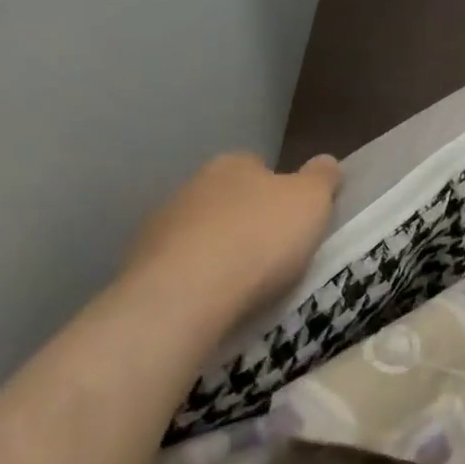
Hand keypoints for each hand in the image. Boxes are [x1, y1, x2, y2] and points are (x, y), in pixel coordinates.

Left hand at [121, 152, 340, 327]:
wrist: (183, 297)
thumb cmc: (259, 238)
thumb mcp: (312, 201)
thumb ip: (322, 177)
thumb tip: (325, 161)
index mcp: (234, 164)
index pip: (260, 166)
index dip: (279, 190)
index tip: (293, 218)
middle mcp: (192, 186)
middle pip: (228, 199)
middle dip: (246, 220)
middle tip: (272, 252)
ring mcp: (160, 227)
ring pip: (200, 233)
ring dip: (217, 250)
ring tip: (242, 285)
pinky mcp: (139, 268)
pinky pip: (178, 268)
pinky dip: (194, 279)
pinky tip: (210, 301)